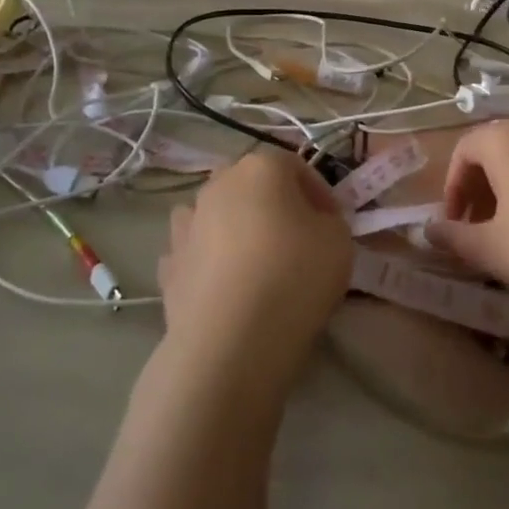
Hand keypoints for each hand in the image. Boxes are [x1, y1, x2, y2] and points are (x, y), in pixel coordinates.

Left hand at [159, 148, 353, 402]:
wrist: (231, 342)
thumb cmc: (295, 277)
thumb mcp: (340, 240)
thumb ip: (329, 220)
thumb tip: (312, 223)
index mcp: (261, 168)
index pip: (297, 166)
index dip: (320, 193)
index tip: (333, 223)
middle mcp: (218, 184)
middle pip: (252, 184)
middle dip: (275, 204)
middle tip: (298, 239)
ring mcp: (186, 224)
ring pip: (216, 213)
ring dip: (234, 227)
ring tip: (256, 262)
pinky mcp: (169, 265)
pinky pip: (195, 252)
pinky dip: (208, 262)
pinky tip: (225, 286)